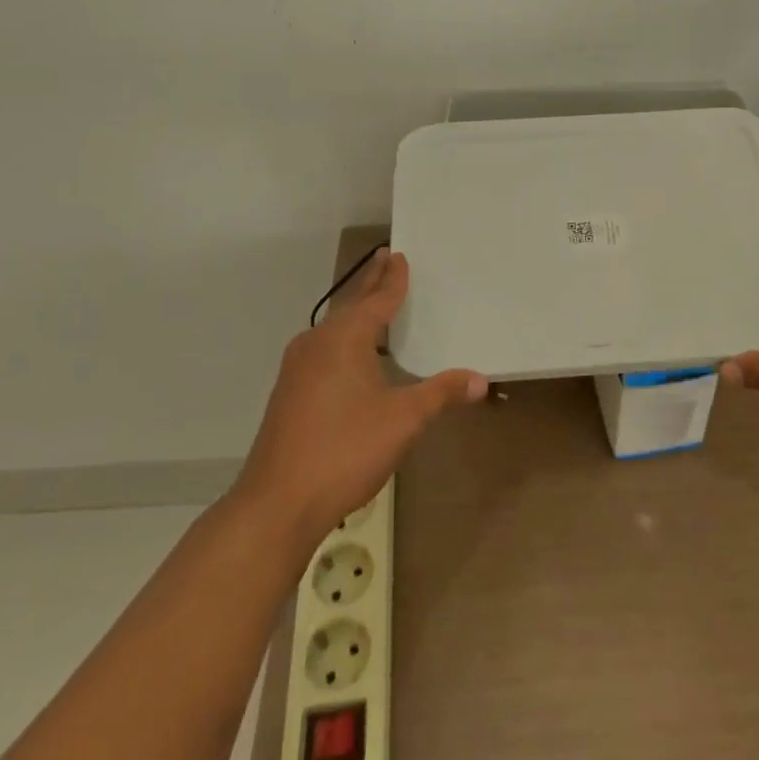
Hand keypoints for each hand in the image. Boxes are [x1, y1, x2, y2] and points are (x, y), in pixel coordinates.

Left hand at [232, 248, 485, 548]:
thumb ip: (441, 394)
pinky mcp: (289, 393)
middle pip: (350, 305)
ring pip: (333, 328)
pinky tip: (349, 355)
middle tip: (385, 259)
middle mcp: (317, 343)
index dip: (392, 280)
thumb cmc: (345, 450)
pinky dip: (342, 338)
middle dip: (370, 284)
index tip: (399, 256)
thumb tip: (480, 379)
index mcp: (344, 339)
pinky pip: (322, 349)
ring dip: (355, 312)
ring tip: (372, 303)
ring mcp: (297, 368)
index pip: (376, 300)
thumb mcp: (403, 420)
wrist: (277, 503)